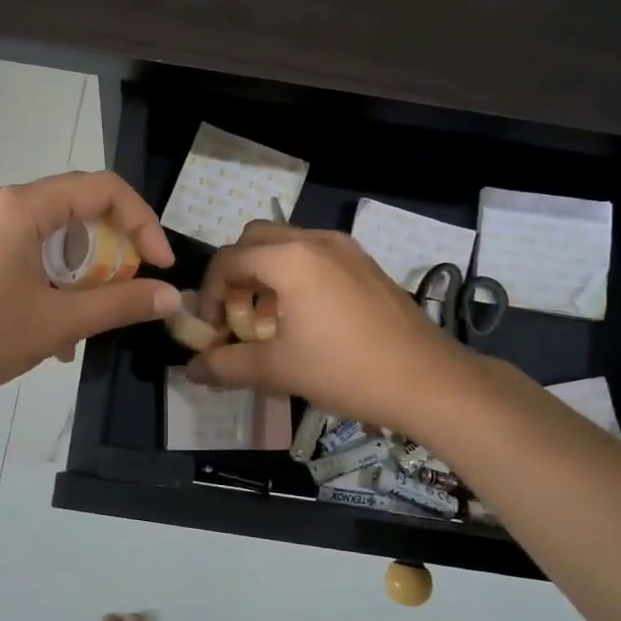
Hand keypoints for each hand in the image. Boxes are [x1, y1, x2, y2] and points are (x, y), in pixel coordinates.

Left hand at [0, 172, 179, 404]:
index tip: (159, 266)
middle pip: (79, 207)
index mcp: (23, 206)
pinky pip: (30, 249)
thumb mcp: (58, 322)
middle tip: (129, 289)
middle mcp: (4, 202)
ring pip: (55, 233)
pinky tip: (57, 328)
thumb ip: (120, 304)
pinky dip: (54, 277)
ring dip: (84, 270)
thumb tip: (171, 296)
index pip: (104, 189)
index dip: (142, 223)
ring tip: (92, 316)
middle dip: (114, 249)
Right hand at [188, 223, 462, 434]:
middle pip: (254, 240)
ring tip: (268, 319)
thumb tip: (191, 370)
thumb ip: (226, 365)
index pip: (228, 260)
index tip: (212, 329)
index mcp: (289, 259)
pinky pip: (315, 255)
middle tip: (236, 315)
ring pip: (287, 244)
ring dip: (266, 273)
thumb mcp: (278, 370)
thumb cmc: (346, 371)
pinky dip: (296, 275)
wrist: (429, 381)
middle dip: (236, 274)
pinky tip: (306, 317)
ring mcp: (346, 249)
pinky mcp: (366, 264)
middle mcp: (315, 240)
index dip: (210, 294)